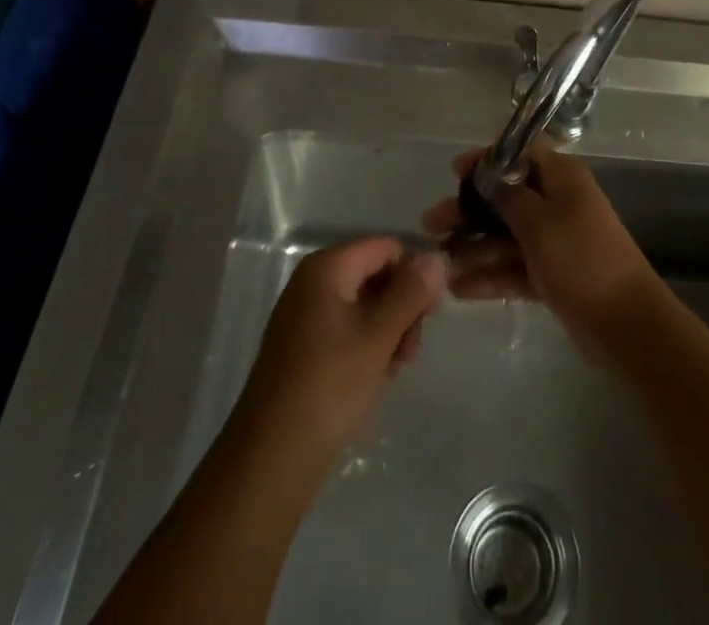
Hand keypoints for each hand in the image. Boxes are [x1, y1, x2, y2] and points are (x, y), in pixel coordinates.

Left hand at [232, 237, 445, 469]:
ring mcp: (304, 315)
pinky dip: (366, 346)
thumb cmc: (329, 386)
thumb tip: (437, 257)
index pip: (386, 248)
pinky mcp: (302, 347)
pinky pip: (346, 330)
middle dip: (401, 307)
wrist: (270, 459)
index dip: (414, 274)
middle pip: (375, 275)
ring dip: (388, 331)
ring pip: (364, 306)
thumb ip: (411, 292)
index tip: (430, 315)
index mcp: (327, 267)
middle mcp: (312, 282)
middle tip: (410, 351)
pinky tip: (374, 378)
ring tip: (392, 370)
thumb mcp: (379, 336)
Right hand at [422, 146, 660, 355]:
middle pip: (506, 197)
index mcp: (562, 178)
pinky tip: (458, 289)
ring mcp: (555, 241)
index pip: (520, 154)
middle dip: (469, 209)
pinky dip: (490, 275)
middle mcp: (558, 203)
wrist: (624, 324)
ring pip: (506, 235)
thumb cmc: (580, 257)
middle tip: (432, 222)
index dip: (487, 160)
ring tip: (438, 261)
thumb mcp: (539, 220)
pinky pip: (514, 268)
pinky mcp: (552, 276)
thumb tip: (485, 173)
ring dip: (474, 246)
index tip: (454, 172)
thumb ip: (507, 196)